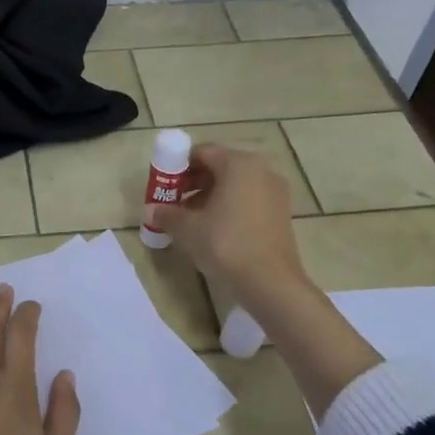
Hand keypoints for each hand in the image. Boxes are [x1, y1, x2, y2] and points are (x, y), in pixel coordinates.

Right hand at [153, 143, 306, 302]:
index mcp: (238, 164)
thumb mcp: (188, 229)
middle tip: (174, 202)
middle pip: (220, 165)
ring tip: (191, 218)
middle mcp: (261, 169)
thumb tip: (152, 211)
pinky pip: (249, 197)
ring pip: (235, 183)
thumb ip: (167, 214)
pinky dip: (229, 205)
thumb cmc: (226, 244)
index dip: (178, 167)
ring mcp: (275, 190)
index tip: (164, 186)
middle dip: (194, 181)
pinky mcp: (281, 211)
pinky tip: (215, 228)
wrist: (270, 282)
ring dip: (210, 194)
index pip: (202, 152)